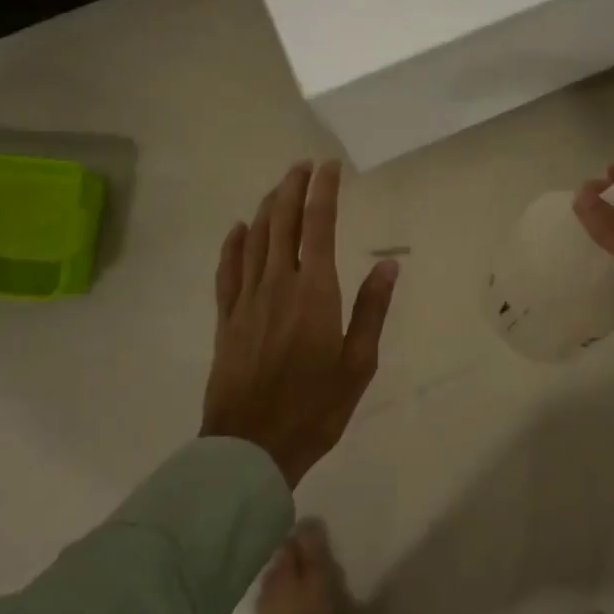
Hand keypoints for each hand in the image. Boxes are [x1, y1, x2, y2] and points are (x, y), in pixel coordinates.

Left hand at [202, 161, 398, 487]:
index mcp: (314, 291)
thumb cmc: (315, 407)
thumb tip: (387, 266)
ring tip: (279, 188)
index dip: (323, 191)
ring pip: (255, 239)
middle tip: (303, 167)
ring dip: (267, 208)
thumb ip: (371, 310)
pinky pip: (227, 270)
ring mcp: (246, 300)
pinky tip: (239, 230)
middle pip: (282, 222)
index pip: (318, 225)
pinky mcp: (226, 319)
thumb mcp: (358, 363)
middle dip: (293, 188)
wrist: (251, 447)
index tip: (329, 167)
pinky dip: (233, 244)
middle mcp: (277, 284)